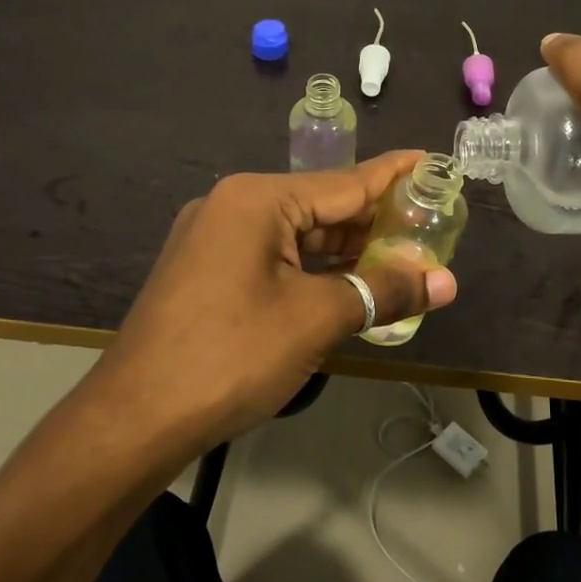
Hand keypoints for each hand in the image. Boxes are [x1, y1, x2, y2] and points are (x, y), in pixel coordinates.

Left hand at [93, 151, 458, 449]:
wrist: (134, 420)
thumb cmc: (231, 356)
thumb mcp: (316, 319)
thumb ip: (384, 291)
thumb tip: (446, 282)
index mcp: (257, 200)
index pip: (344, 181)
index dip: (394, 176)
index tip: (432, 161)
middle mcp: (232, 207)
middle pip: (320, 206)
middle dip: (373, 222)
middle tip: (429, 226)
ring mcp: (213, 240)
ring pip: (296, 236)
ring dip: (345, 251)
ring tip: (399, 257)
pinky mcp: (207, 273)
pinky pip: (273, 258)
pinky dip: (312, 270)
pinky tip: (346, 284)